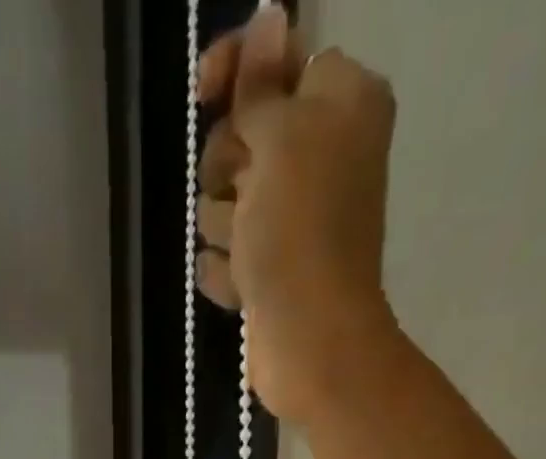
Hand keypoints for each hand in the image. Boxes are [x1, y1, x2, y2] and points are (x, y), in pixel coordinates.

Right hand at [195, 8, 398, 424]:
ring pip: (227, 200)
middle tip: (244, 193)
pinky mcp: (270, 270)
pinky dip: (227, 271)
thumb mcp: (280, 138)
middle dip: (228, 165)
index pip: (279, 58)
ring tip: (247, 253)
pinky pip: (226, 254)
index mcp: (341, 103)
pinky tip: (243, 288)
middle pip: (244, 134)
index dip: (239, 69)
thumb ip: (263, 84)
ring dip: (225, 227)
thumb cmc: (300, 231)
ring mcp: (293, 219)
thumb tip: (270, 15)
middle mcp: (321, 155)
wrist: (310, 340)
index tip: (204, 90)